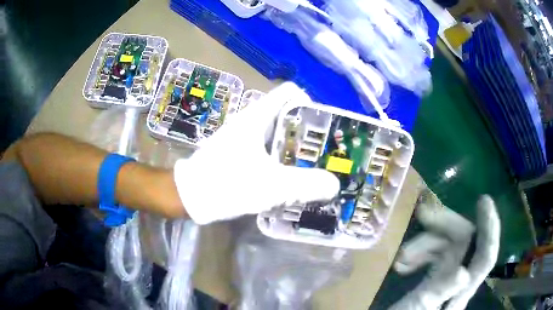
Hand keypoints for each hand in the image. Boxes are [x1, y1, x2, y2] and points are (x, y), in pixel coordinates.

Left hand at [173, 82, 339, 224]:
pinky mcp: (239, 152)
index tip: (322, 130)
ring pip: (277, 133)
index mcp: (258, 116)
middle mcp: (251, 120)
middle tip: (324, 154)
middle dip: (308, 132)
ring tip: (312, 168)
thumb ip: (306, 185)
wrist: (190, 197)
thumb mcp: (270, 186)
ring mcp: (244, 136)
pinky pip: (267, 148)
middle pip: (288, 114)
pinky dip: (281, 159)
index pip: (291, 93)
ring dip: (296, 148)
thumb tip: (334, 185)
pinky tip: (288, 178)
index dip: (311, 104)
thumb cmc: (226, 184)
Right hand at [390, 192, 499, 309]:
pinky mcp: (435, 278)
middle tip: (422, 215)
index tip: (483, 201)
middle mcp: (460, 281)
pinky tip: (404, 263)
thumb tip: (463, 271)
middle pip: (464, 243)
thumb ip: (438, 292)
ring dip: (426, 244)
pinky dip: (421, 253)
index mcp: (461, 292)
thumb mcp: (417, 309)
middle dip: (444, 227)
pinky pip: (435, 256)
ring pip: (448, 247)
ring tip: (401, 257)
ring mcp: (447, 278)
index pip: (486, 256)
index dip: (489, 228)